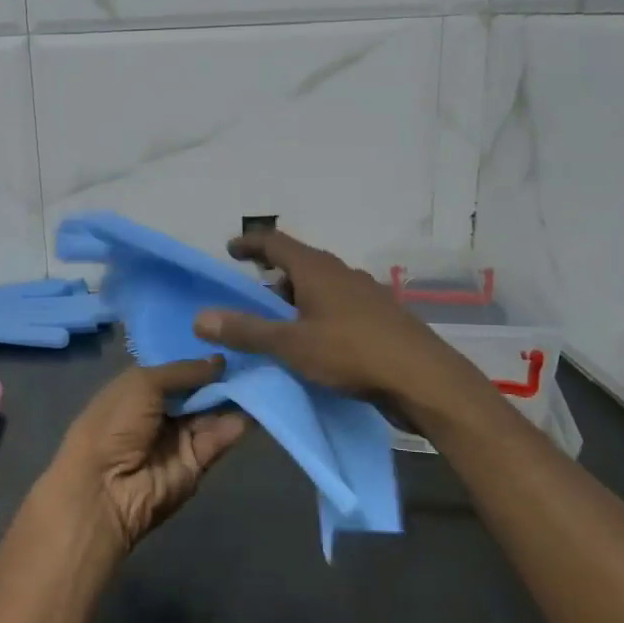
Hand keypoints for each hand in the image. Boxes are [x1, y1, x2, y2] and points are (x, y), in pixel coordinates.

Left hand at [41, 358, 247, 552]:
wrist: (105, 489)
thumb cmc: (114, 424)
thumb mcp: (142, 383)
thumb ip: (183, 371)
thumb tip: (219, 361)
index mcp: (139, 389)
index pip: (175, 369)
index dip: (199, 357)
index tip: (230, 336)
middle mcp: (160, 412)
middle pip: (197, 390)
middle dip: (222, 375)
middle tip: (255, 354)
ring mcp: (179, 438)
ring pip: (212, 412)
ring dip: (234, 396)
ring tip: (264, 374)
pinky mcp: (197, 462)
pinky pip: (219, 438)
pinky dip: (237, 422)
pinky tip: (259, 401)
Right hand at [194, 230, 458, 402]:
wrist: (423, 379)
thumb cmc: (352, 353)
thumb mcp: (290, 345)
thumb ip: (246, 331)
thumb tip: (200, 318)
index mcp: (318, 269)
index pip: (276, 242)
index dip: (250, 243)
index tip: (230, 249)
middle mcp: (342, 273)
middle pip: (299, 264)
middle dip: (272, 277)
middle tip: (249, 297)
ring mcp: (365, 295)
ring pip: (320, 287)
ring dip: (296, 299)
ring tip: (278, 323)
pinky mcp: (379, 319)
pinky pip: (337, 307)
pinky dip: (317, 315)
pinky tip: (314, 342)